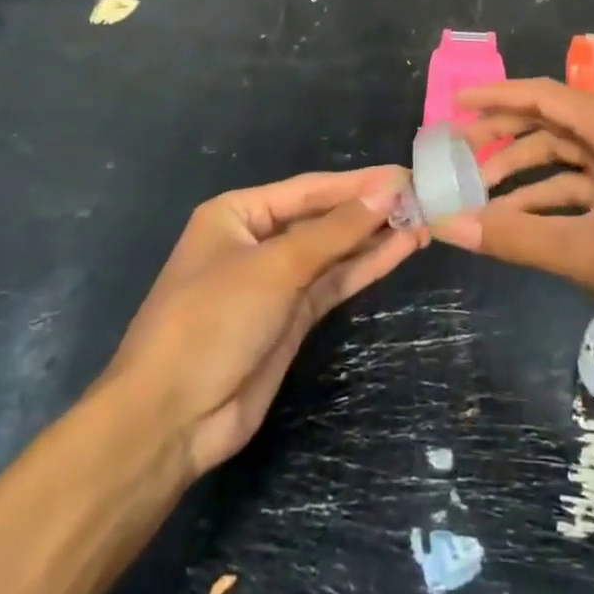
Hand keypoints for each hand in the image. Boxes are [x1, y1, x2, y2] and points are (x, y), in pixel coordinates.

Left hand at [107, 167, 422, 475]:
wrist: (170, 420)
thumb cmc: (211, 320)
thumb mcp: (275, 267)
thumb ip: (334, 230)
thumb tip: (387, 191)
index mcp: (238, 214)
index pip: (309, 190)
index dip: (358, 182)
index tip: (405, 173)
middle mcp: (257, 241)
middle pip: (323, 218)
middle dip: (370, 208)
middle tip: (424, 195)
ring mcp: (276, 282)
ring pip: (334, 251)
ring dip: (375, 237)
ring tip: (424, 219)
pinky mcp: (291, 319)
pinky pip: (334, 283)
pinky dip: (366, 266)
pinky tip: (402, 248)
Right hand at [436, 79, 593, 364]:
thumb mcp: (588, 254)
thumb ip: (516, 238)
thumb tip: (448, 224)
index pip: (543, 95)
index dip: (495, 97)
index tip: (453, 105)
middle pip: (549, 123)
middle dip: (502, 136)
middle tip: (455, 153)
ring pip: (561, 158)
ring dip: (521, 174)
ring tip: (476, 195)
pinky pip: (576, 188)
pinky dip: (544, 200)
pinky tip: (513, 223)